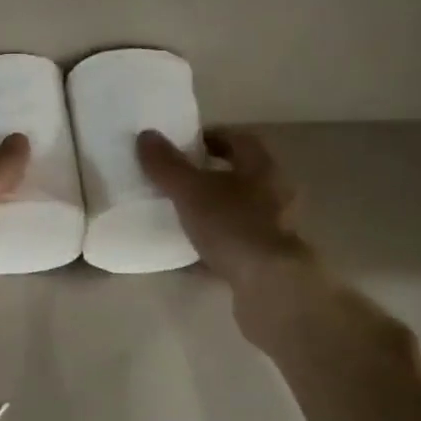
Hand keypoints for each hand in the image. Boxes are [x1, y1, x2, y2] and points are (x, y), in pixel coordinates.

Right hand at [136, 127, 312, 287]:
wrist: (269, 285)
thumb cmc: (233, 226)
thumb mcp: (191, 191)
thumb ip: (167, 165)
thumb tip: (146, 135)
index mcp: (262, 168)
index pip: (238, 139)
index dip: (210, 137)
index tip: (182, 143)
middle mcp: (274, 194)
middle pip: (239, 176)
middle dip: (208, 175)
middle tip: (174, 178)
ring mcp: (273, 229)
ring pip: (237, 211)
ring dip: (210, 210)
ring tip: (177, 215)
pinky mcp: (266, 260)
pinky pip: (234, 244)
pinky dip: (212, 245)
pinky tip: (186, 254)